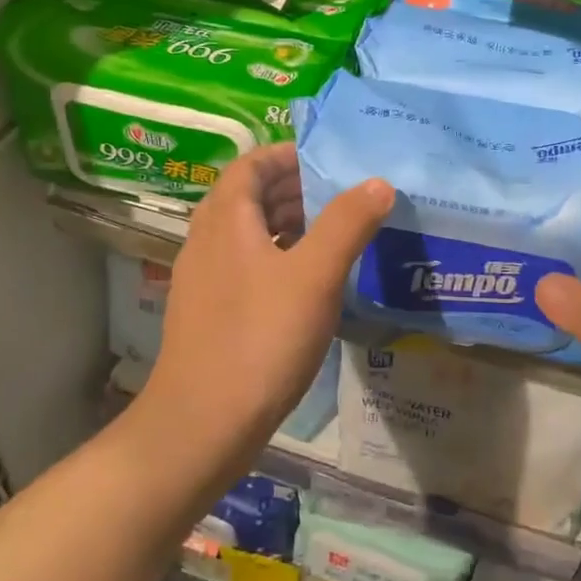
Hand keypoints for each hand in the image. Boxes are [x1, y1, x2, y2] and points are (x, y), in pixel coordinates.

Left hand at [141, 143, 392, 464]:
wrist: (202, 425)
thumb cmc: (260, 339)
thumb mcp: (314, 276)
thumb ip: (347, 224)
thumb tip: (378, 182)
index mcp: (225, 220)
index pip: (251, 165)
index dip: (286, 155)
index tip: (327, 159)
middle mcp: (206, 241)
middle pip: (248, 197)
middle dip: (293, 189)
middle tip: (341, 196)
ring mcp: (203, 280)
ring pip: (247, 234)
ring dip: (286, 224)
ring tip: (332, 234)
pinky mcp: (209, 314)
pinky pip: (245, 266)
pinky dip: (276, 259)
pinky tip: (307, 284)